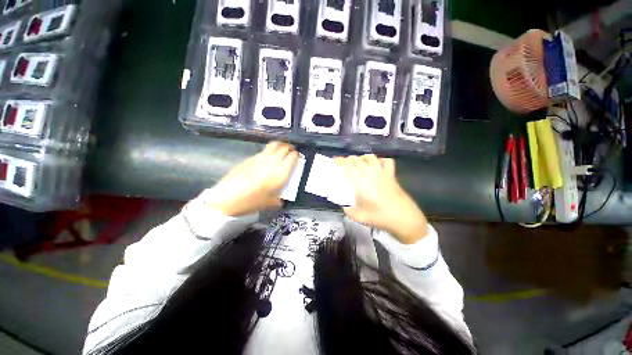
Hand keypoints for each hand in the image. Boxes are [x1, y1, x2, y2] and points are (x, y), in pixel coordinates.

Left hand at [205, 142, 298, 216]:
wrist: (228, 197)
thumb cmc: (253, 201)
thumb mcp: (270, 203)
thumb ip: (279, 199)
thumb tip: (281, 200)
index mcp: (281, 172)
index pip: (293, 157)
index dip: (296, 155)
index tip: (297, 157)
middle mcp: (273, 161)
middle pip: (284, 147)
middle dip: (290, 148)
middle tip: (291, 151)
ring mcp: (261, 157)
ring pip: (274, 145)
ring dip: (280, 145)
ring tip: (281, 149)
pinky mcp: (250, 157)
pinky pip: (263, 151)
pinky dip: (269, 151)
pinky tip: (266, 159)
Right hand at [336, 155, 427, 243]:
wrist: (403, 218)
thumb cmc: (378, 216)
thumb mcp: (357, 216)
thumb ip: (346, 208)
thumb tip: (343, 204)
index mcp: (359, 181)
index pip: (347, 165)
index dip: (340, 160)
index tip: (335, 161)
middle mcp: (370, 173)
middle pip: (357, 159)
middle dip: (349, 159)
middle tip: (345, 164)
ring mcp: (382, 172)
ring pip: (370, 157)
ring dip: (362, 158)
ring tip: (359, 163)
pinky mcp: (391, 175)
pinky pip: (386, 161)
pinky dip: (380, 160)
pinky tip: (377, 165)